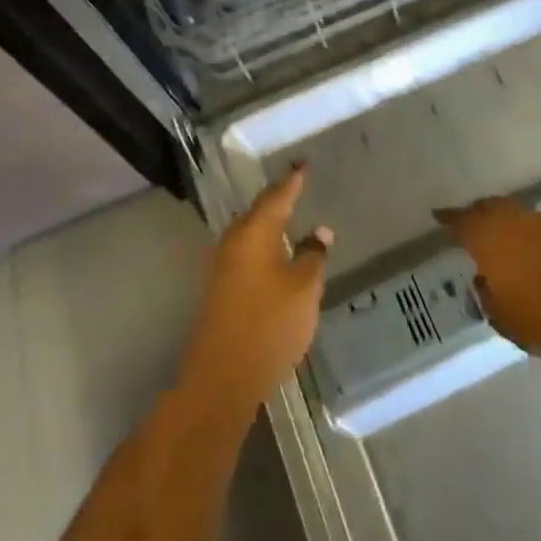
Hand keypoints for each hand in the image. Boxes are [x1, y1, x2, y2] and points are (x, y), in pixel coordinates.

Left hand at [181, 164, 331, 409]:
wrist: (223, 377)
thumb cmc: (270, 324)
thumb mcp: (304, 287)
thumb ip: (313, 255)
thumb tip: (318, 231)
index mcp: (254, 233)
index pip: (277, 196)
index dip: (293, 180)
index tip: (303, 163)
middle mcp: (234, 242)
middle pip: (258, 211)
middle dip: (277, 198)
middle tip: (297, 186)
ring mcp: (223, 267)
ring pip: (250, 233)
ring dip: (269, 223)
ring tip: (290, 215)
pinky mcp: (221, 289)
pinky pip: (246, 252)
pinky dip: (264, 244)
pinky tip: (277, 253)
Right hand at [435, 196, 540, 356]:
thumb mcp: (502, 317)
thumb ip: (489, 296)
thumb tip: (486, 284)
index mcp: (489, 238)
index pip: (462, 221)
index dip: (449, 219)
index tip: (439, 216)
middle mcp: (516, 221)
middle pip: (492, 207)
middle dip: (480, 213)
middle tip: (472, 222)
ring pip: (521, 215)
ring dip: (511, 223)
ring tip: (507, 239)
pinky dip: (537, 235)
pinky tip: (539, 252)